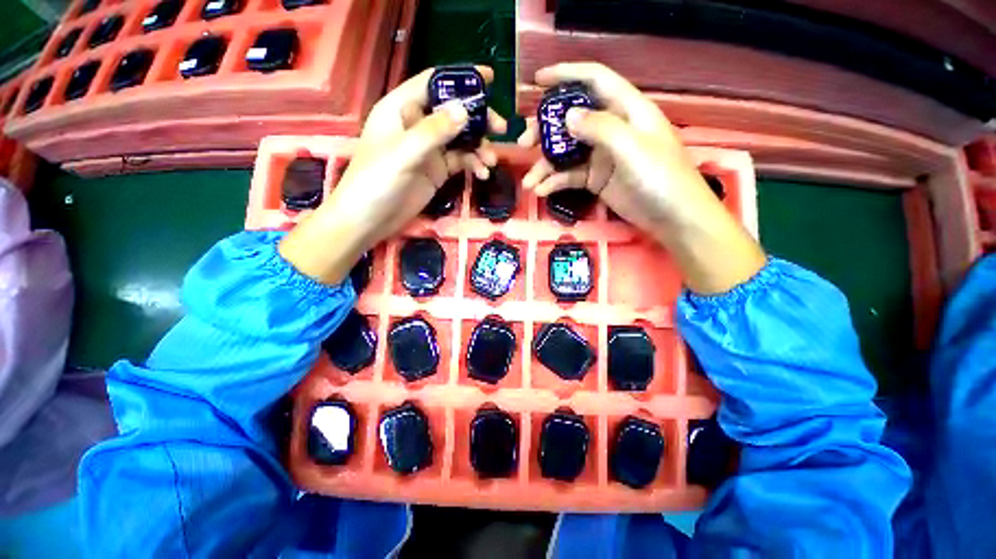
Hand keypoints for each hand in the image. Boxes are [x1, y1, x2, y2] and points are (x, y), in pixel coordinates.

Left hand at [279, 66, 507, 284]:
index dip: (461, 79)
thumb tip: (464, 110)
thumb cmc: (376, 182)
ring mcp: (429, 150)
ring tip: (490, 161)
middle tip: (501, 128)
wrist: (369, 220)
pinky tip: (482, 174)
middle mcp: (417, 125)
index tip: (491, 80)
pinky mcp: (436, 171)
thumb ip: (433, 131)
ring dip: (479, 146)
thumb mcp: (403, 154)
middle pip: (453, 112)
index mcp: (401, 108)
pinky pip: (461, 161)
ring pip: (461, 138)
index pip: (434, 83)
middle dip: (478, 119)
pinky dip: (473, 164)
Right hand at [518, 63, 764, 293]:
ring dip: (545, 165)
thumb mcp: (631, 147)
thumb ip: (600, 128)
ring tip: (529, 181)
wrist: (672, 217)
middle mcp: (611, 128)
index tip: (537, 81)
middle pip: (572, 120)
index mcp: (625, 109)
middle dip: (546, 131)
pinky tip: (542, 191)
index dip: (566, 75)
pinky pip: (570, 176)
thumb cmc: (660, 177)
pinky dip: (555, 182)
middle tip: (524, 143)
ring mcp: (602, 156)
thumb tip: (567, 116)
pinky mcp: (596, 179)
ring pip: (567, 153)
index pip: (594, 80)